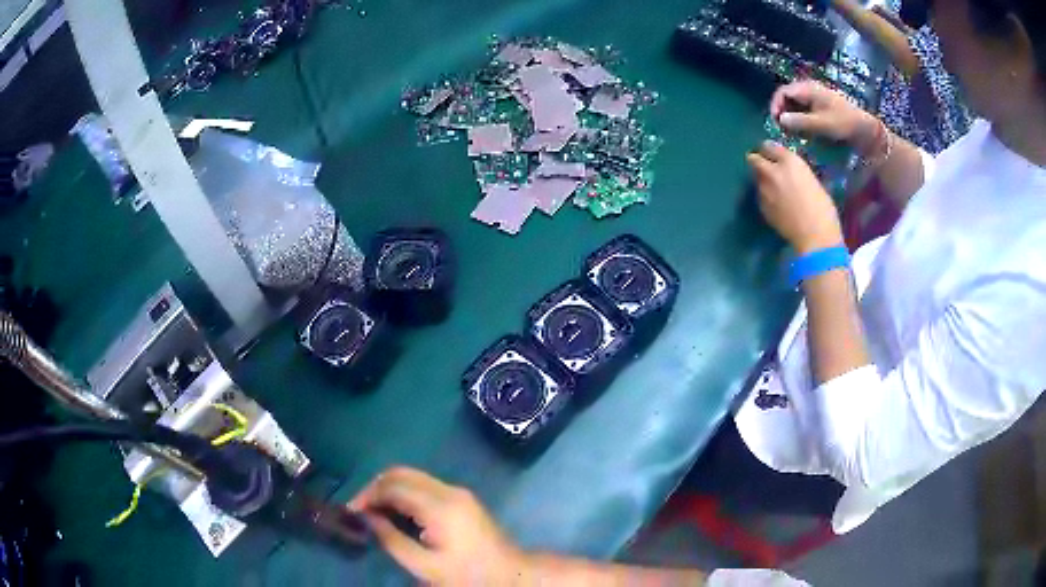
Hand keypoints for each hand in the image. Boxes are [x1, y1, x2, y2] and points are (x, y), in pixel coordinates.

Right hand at [348, 467, 526, 584]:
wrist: (510, 573)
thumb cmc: (467, 575)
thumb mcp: (425, 566)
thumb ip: (392, 539)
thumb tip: (367, 517)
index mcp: (440, 506)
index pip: (394, 486)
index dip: (368, 494)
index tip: (351, 511)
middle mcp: (449, 490)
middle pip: (401, 473)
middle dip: (376, 487)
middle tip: (359, 509)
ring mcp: (458, 491)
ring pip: (412, 476)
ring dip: (389, 488)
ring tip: (372, 511)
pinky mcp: (461, 498)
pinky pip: (424, 486)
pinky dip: (404, 493)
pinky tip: (394, 511)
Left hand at [747, 142, 843, 253]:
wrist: (815, 237)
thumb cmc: (823, 209)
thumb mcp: (813, 181)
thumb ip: (797, 172)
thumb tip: (790, 172)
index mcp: (790, 162)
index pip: (770, 146)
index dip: (769, 150)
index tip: (771, 153)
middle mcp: (773, 172)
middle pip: (754, 159)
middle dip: (757, 161)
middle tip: (765, 167)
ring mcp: (765, 189)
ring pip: (756, 178)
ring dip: (762, 180)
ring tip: (774, 189)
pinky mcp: (762, 206)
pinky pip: (760, 195)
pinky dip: (765, 196)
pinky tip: (776, 204)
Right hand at [770, 80, 879, 154]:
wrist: (865, 130)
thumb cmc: (844, 124)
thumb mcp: (822, 124)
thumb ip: (801, 121)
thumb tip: (781, 119)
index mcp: (808, 88)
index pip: (783, 92)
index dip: (775, 105)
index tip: (775, 122)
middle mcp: (809, 89)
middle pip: (787, 97)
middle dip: (782, 112)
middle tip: (782, 129)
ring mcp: (815, 97)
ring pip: (794, 104)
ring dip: (790, 117)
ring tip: (791, 132)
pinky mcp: (820, 106)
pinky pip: (803, 110)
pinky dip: (799, 119)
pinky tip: (802, 131)